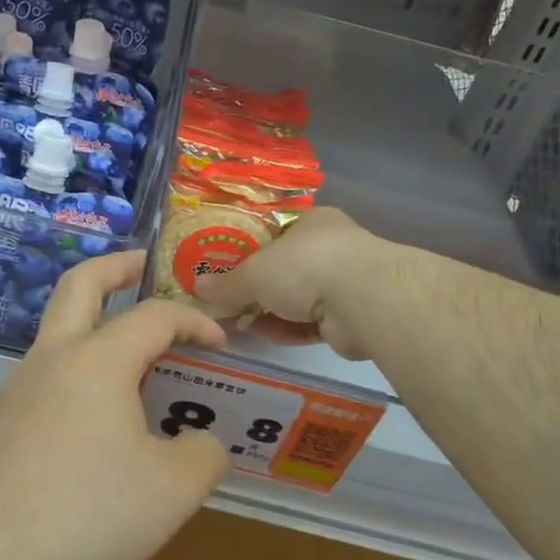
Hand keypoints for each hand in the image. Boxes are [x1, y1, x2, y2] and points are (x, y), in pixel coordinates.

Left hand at [0, 250, 230, 559]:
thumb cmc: (86, 509)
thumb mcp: (172, 491)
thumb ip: (203, 456)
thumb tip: (201, 442)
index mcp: (99, 359)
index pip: (155, 316)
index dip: (193, 320)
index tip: (219, 341)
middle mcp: (54, 357)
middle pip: (80, 284)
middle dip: (116, 267)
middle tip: (143, 265)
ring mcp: (19, 385)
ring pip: (58, 330)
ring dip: (94, 323)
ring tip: (131, 357)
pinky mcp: (1, 418)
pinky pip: (46, 375)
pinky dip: (77, 370)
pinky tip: (95, 417)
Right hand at [192, 207, 391, 360]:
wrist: (362, 301)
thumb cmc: (304, 266)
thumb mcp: (254, 272)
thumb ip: (226, 283)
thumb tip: (197, 287)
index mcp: (312, 222)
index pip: (276, 232)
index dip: (249, 250)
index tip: (226, 267)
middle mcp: (331, 248)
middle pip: (285, 268)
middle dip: (257, 288)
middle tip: (228, 301)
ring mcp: (345, 283)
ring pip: (298, 299)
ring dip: (271, 312)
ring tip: (239, 323)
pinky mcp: (350, 317)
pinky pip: (311, 324)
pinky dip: (289, 329)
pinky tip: (265, 336)